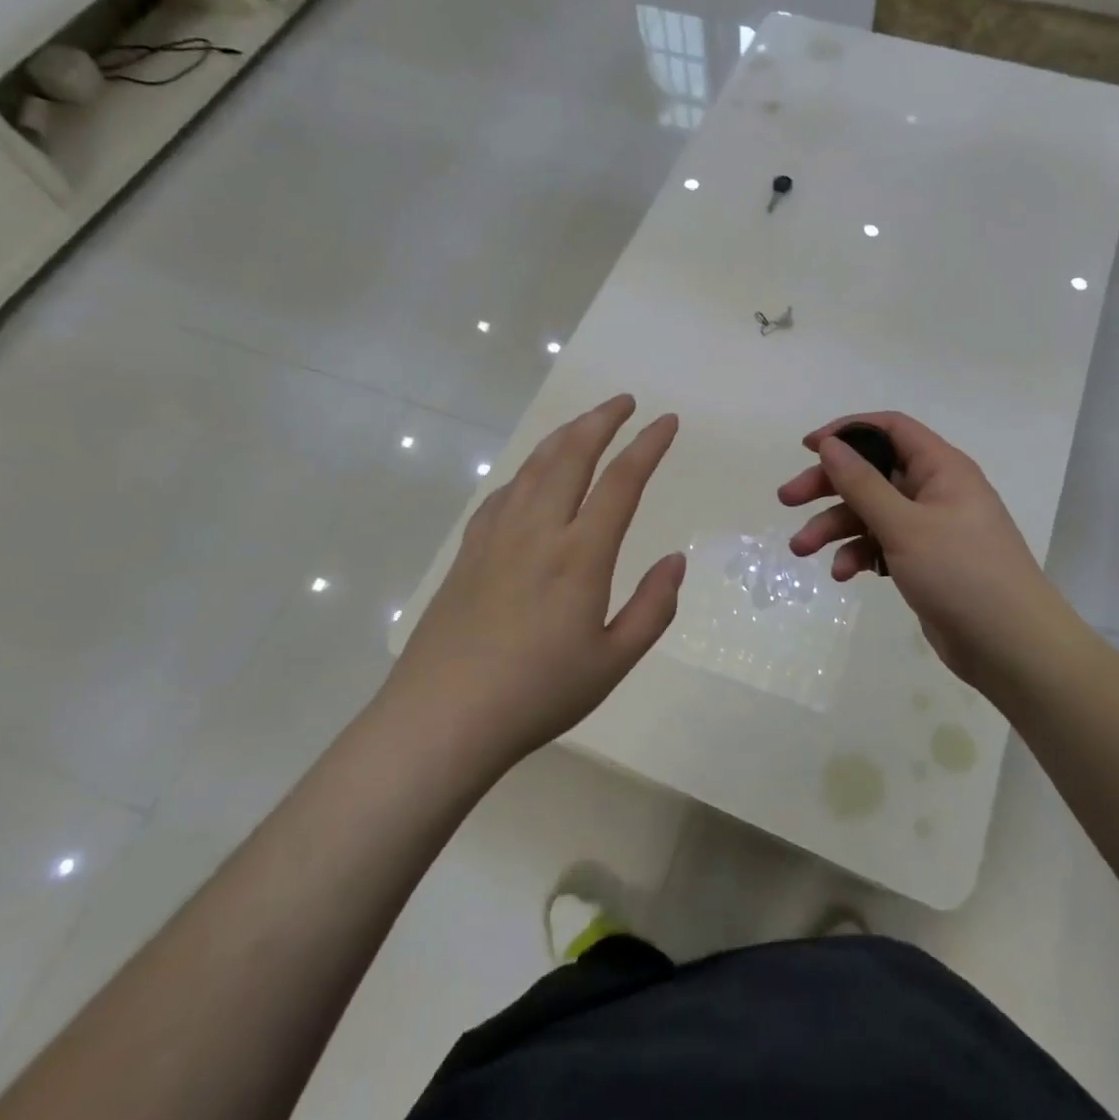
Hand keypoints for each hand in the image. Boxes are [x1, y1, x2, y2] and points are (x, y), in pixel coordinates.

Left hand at [390, 395, 686, 767]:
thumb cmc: (538, 693)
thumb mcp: (613, 661)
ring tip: (585, 424)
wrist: (442, 717)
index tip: (668, 422)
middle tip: (625, 402)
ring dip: (564, 436)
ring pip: (534, 466)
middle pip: (572, 454)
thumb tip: (675, 561)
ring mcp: (497, 536)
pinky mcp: (469, 550)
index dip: (648, 445)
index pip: (621, 481)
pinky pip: (504, 492)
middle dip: (602, 419)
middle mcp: (538, 530)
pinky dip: (528, 470)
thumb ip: (653, 608)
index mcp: (580, 555)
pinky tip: (533, 477)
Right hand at [778, 412, 1072, 701]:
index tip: (808, 447)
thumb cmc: (962, 573)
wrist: (1012, 647)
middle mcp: (935, 491)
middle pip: (872, 473)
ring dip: (835, 527)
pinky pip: (882, 545)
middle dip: (828, 486)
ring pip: (871, 513)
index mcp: (941, 468)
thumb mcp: (905, 525)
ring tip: (801, 550)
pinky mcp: (924, 562)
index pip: (890, 429)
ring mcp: (930, 529)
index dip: (847, 431)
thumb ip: (863, 484)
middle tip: (787, 500)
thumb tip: (831, 444)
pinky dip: (859, 554)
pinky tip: (844, 574)